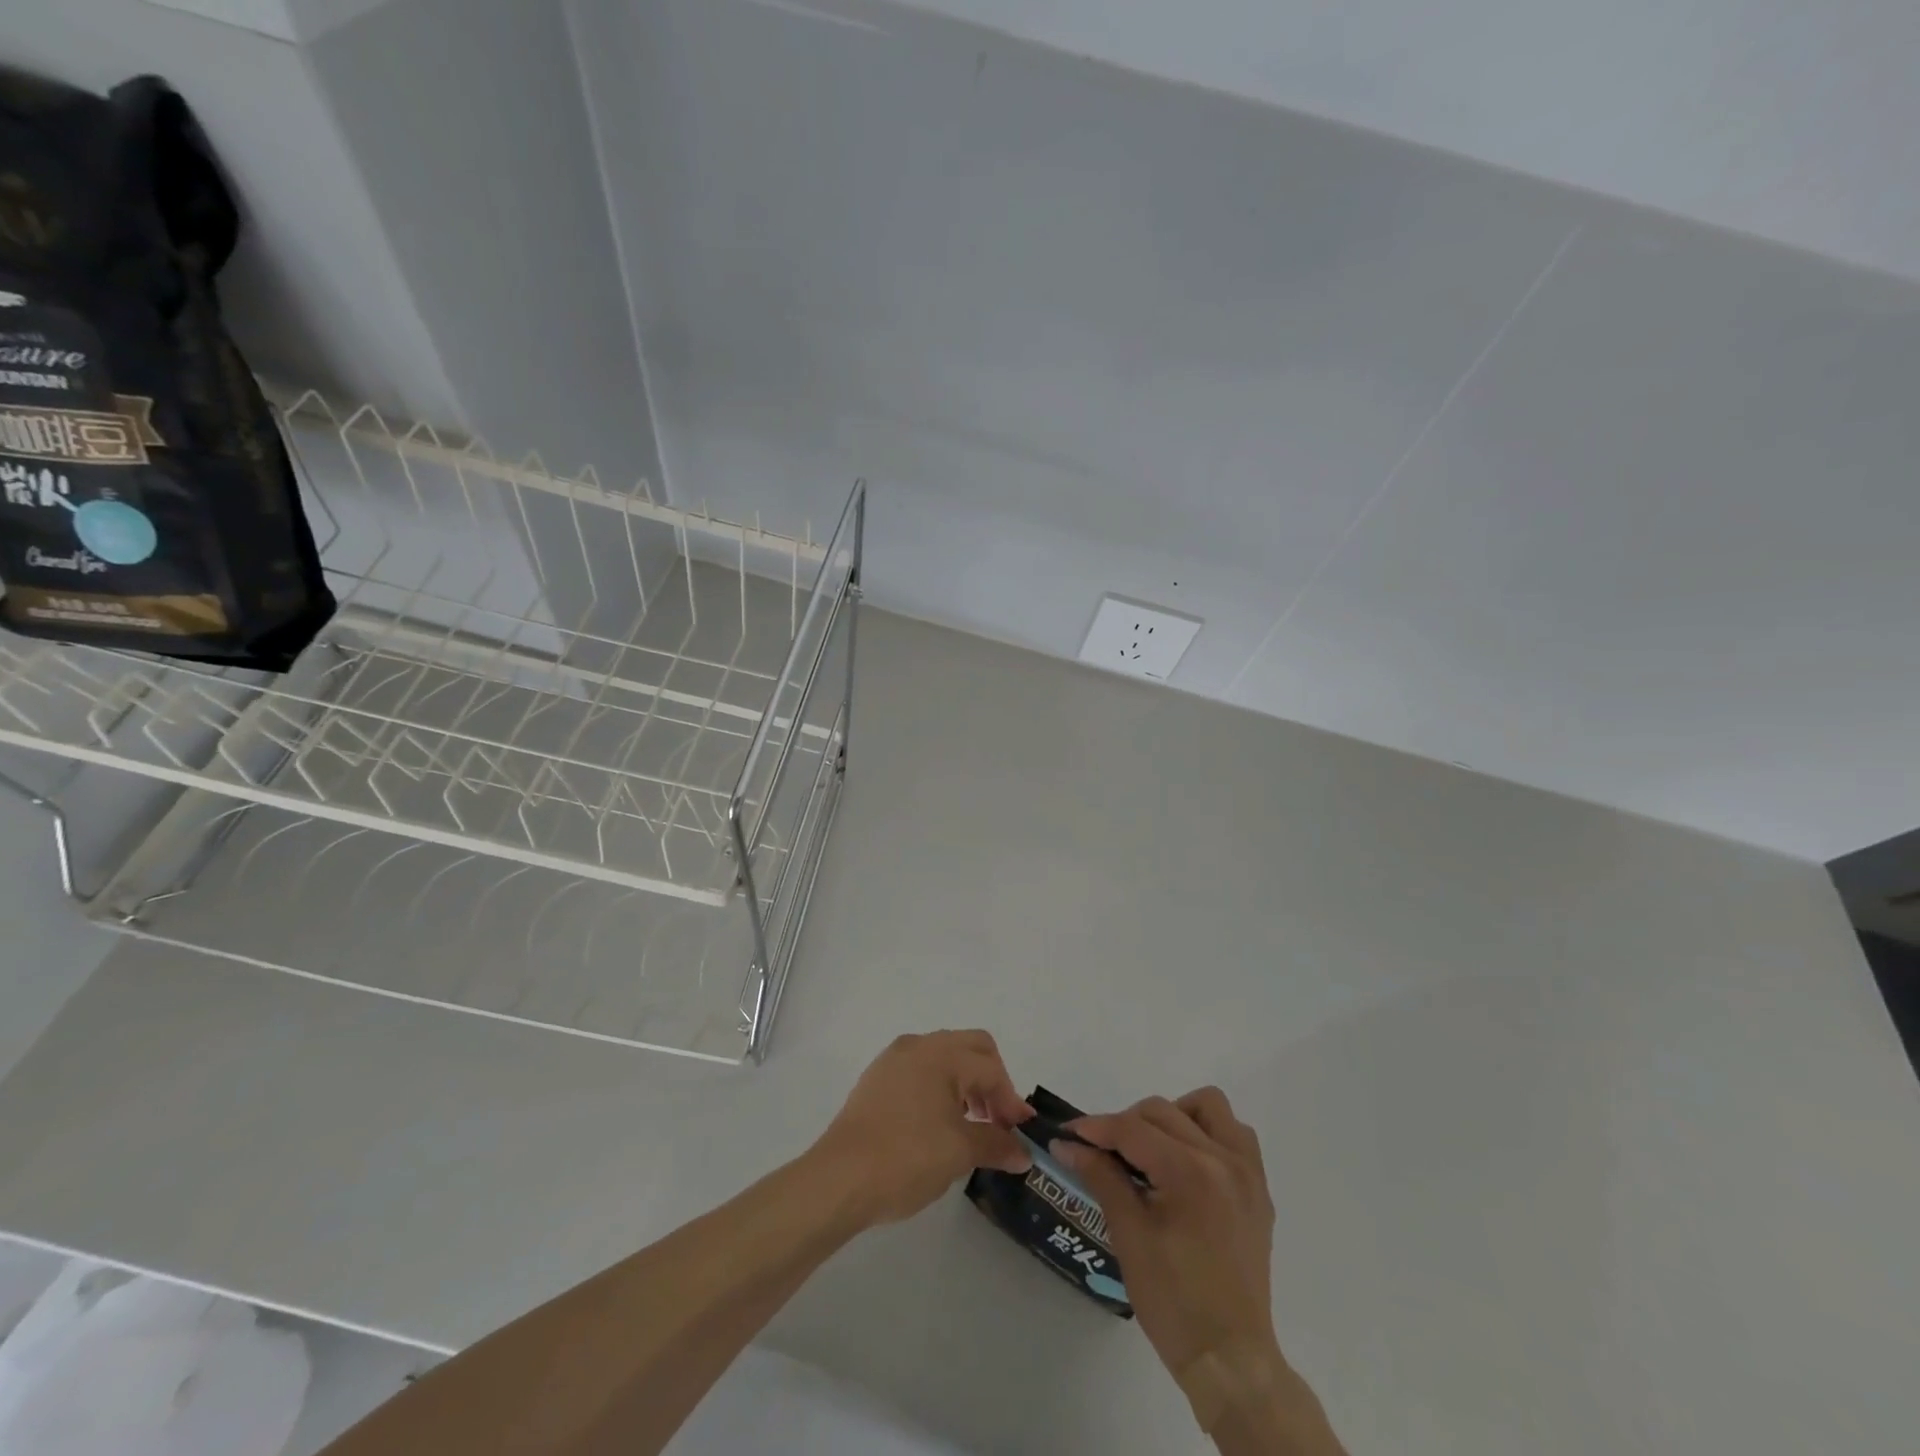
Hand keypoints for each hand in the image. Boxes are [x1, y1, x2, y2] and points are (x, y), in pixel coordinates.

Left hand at [812, 1031, 1033, 1226]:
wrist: (839, 1178)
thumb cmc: (906, 1157)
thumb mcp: (959, 1153)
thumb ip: (996, 1144)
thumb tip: (1024, 1152)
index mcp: (941, 1053)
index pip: (991, 1068)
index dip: (1011, 1101)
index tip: (1019, 1135)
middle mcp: (918, 1045)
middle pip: (971, 1048)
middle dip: (992, 1080)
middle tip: (997, 1120)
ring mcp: (893, 1059)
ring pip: (945, 1057)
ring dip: (966, 1083)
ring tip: (971, 1125)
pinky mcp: (877, 1079)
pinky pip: (921, 1071)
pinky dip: (940, 1088)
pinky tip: (938, 1125)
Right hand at [1055, 1091, 1287, 1420]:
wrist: (1230, 1358)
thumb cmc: (1173, 1302)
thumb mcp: (1128, 1235)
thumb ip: (1101, 1176)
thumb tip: (1067, 1144)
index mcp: (1190, 1173)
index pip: (1133, 1129)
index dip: (1096, 1128)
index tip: (1068, 1135)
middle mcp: (1223, 1160)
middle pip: (1162, 1112)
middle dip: (1125, 1124)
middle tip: (1102, 1153)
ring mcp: (1247, 1172)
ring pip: (1207, 1107)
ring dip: (1173, 1116)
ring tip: (1152, 1150)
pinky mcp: (1258, 1188)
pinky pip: (1235, 1134)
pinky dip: (1207, 1133)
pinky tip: (1186, 1163)